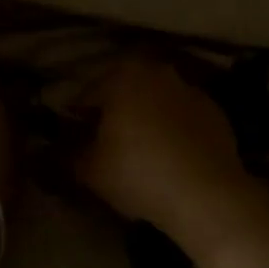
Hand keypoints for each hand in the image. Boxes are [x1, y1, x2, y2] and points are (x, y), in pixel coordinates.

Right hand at [74, 58, 264, 258]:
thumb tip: (54, 149)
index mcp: (123, 76)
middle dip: (113, 112)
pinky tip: (171, 157)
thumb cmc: (139, 173)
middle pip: (124, 91)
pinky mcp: (214, 111)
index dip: (77, 118)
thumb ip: (68, 154)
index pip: (88, 94)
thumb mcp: (90, 170)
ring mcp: (189, 89)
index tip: (73, 140)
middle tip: (105, 144)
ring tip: (140, 152)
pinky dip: (174, 129)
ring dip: (145, 118)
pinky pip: (183, 117)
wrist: (206, 195)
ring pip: (155, 101)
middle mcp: (157, 72)